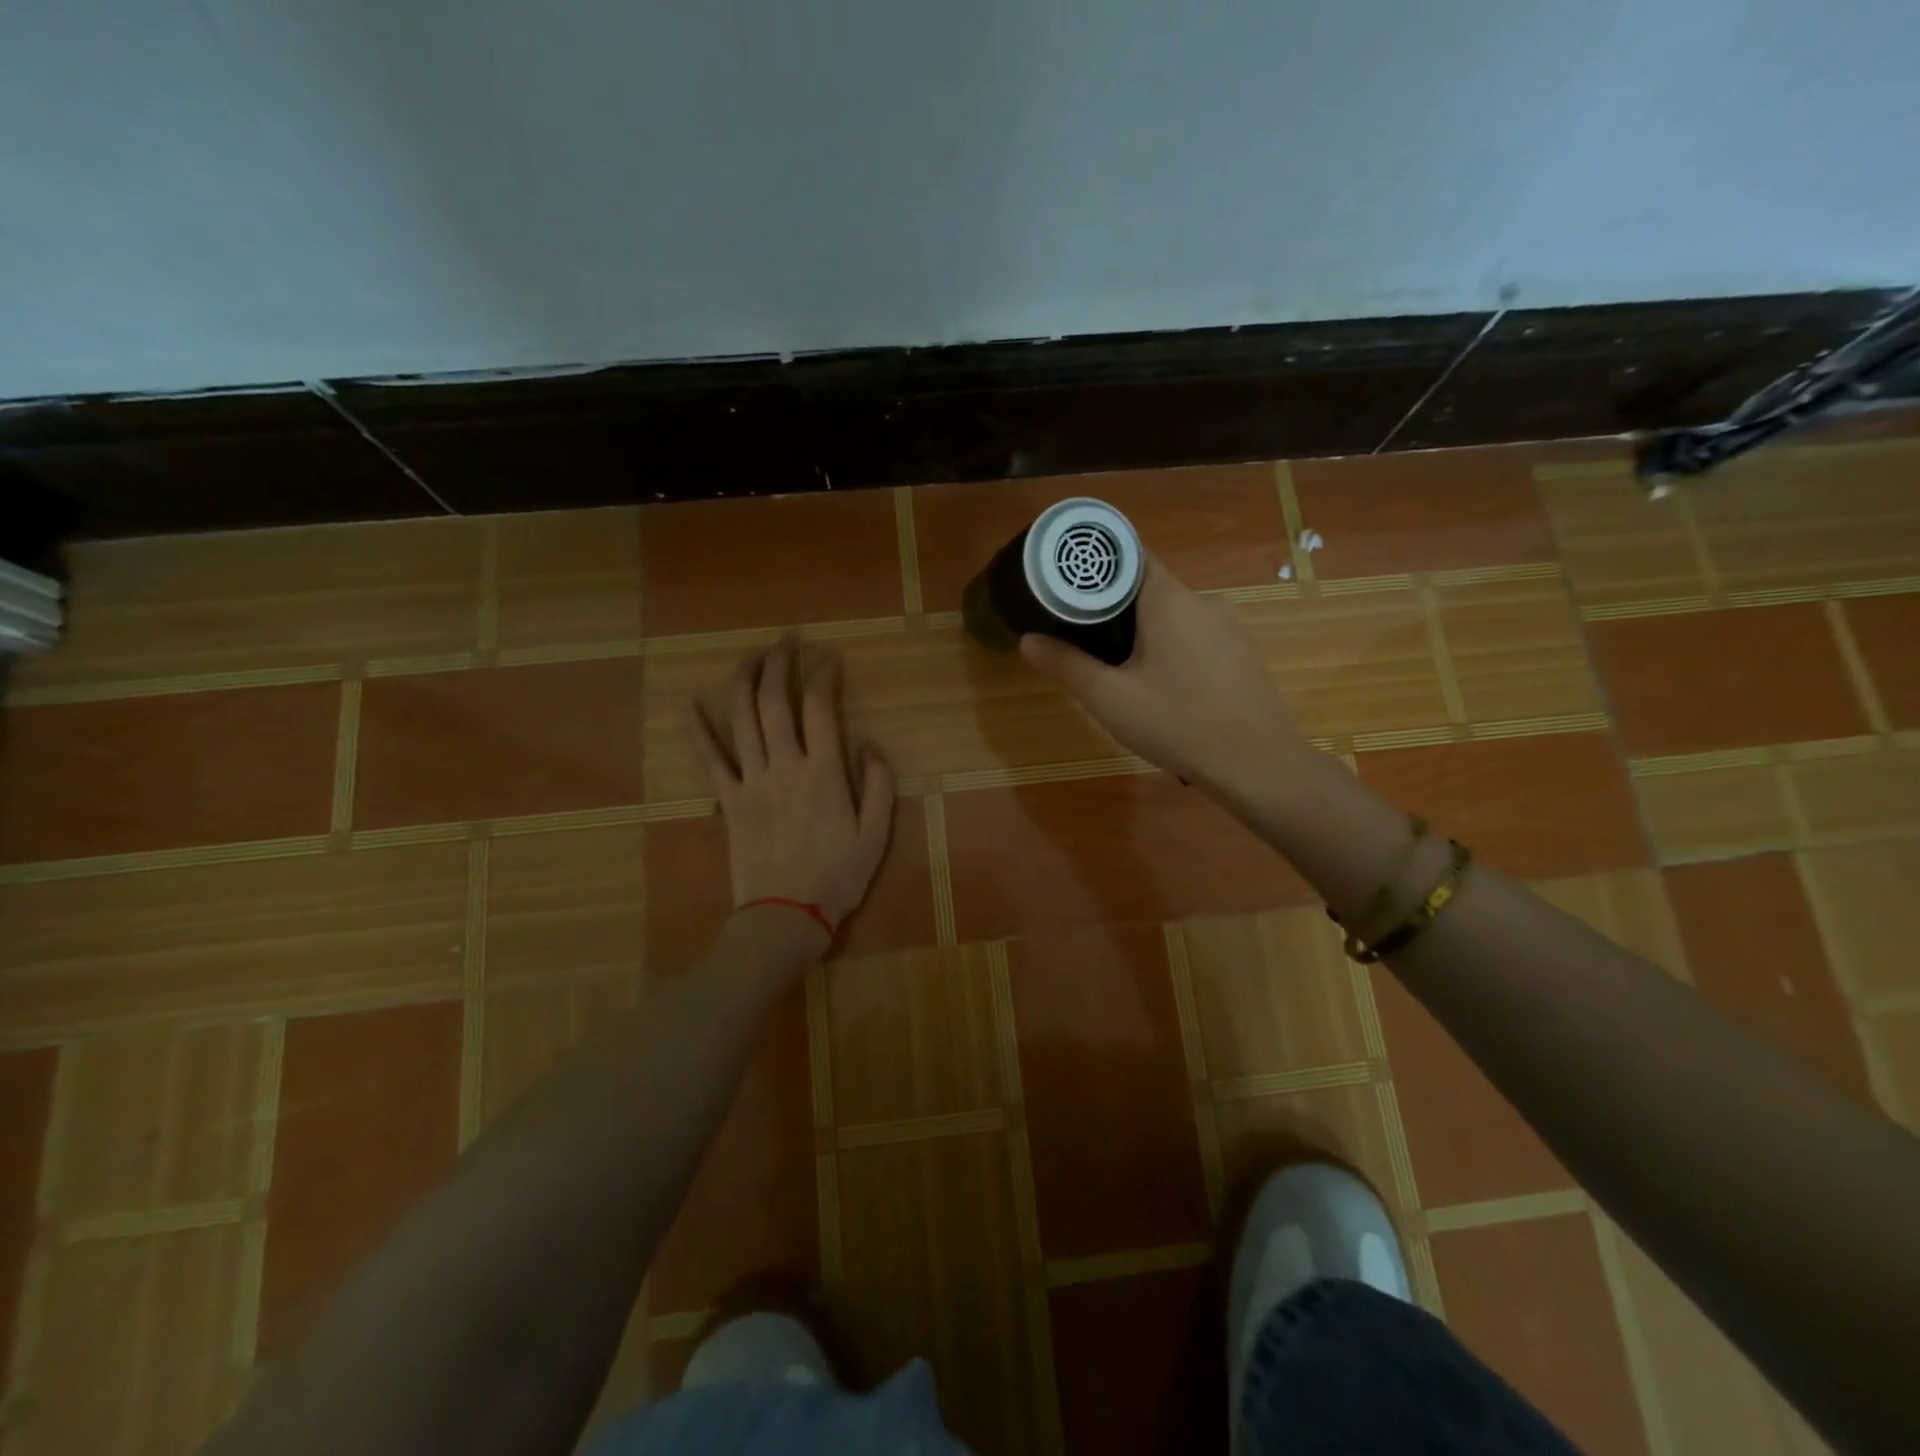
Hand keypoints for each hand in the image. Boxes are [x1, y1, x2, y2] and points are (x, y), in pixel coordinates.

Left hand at [691, 635, 895, 934]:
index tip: (829, 658)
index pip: (820, 708)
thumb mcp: (876, 836)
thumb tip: (872, 745)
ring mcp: (750, 781)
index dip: (824, 676)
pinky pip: (710, 759)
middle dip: (779, 664)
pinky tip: (691, 704)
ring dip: (744, 681)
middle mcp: (784, 766)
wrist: (784, 916)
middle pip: (775, 702)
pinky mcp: (728, 800)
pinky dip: (699, 730)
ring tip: (750, 656)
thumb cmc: (836, 877)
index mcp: (823, 772)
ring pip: (741, 719)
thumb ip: (878, 786)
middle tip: (786, 640)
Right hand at [1019, 555, 1308, 796]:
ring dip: (1141, 629)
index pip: (1129, 555)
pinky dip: (1169, 646)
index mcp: (1168, 599)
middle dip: (1111, 604)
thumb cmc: (1178, 723)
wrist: (1258, 764)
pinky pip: (1194, 635)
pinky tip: (1159, 684)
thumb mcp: (1110, 698)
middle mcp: (1202, 601)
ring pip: (1172, 614)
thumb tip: (1027, 639)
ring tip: (1113, 663)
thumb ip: (1066, 665)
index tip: (1065, 580)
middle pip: (1147, 586)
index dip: (1095, 564)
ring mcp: (1227, 627)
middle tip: (1077, 630)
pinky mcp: (1239, 653)